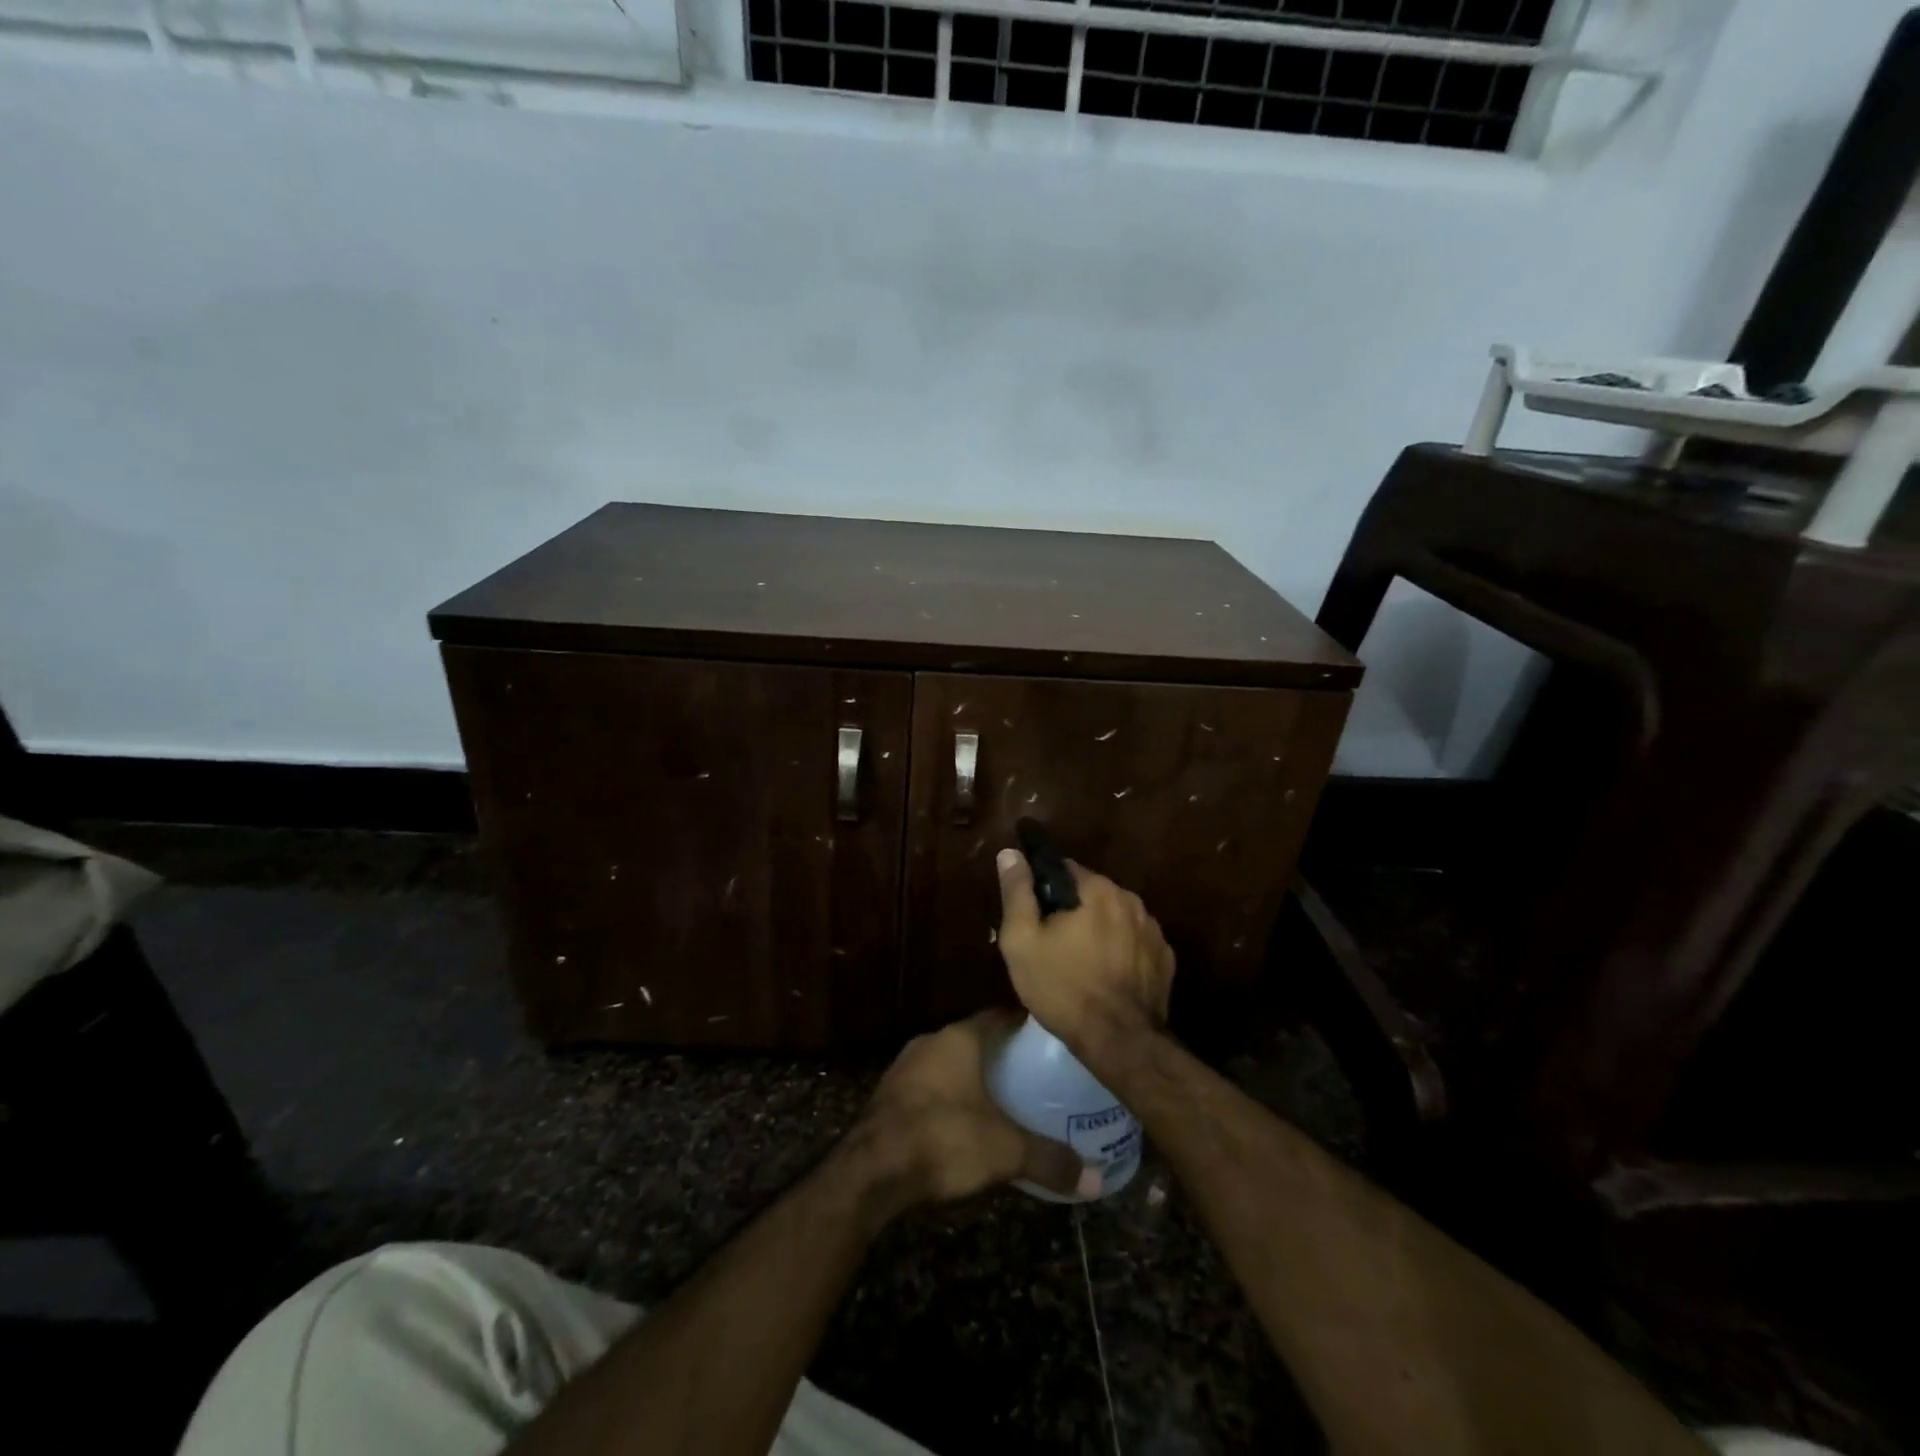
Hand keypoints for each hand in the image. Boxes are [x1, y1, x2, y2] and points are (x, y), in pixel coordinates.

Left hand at [851, 1011, 1098, 1206]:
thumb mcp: (1005, 1151)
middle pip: (974, 1039)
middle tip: (1032, 1076)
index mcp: (960, 1038)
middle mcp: (931, 1041)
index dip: (1024, 1027)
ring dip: (971, 1076)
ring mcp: (905, 1066)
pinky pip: (928, 1085)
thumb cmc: (943, 1139)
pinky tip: (962, 1122)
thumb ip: (1050, 1160)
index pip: (999, 1016)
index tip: (1049, 1043)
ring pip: (949, 1062)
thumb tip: (1096, 1179)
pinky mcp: (889, 1094)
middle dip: (1001, 1054)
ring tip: (1002, 1100)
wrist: (870, 1170)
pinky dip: (947, 1096)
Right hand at [994, 849, 1173, 1052]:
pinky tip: (1107, 976)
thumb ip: (1017, 891)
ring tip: (1080, 963)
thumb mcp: (1022, 940)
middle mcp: (1131, 899)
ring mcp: (1153, 930)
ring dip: (1099, 929)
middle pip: (1091, 894)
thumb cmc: (1062, 987)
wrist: (1119, 1041)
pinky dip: (1121, 951)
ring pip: (1115, 918)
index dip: (1044, 889)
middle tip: (1053, 944)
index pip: (1064, 869)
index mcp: (1098, 889)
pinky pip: (1135, 942)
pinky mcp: (1165, 959)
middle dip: (1073, 910)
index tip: (1034, 915)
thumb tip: (1010, 853)